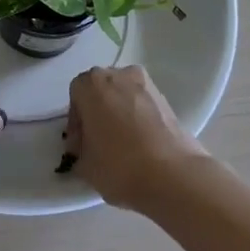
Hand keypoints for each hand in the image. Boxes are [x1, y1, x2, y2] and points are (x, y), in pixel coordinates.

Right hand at [65, 65, 216, 210]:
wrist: (173, 175)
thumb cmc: (119, 165)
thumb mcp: (84, 165)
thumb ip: (80, 151)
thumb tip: (85, 150)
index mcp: (92, 84)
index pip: (76, 94)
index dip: (76, 120)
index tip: (80, 145)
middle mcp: (120, 75)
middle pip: (101, 90)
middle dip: (97, 112)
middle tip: (97, 143)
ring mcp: (147, 85)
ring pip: (124, 96)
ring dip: (119, 113)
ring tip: (121, 145)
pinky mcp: (168, 100)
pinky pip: (143, 105)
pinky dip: (138, 119)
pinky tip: (140, 146)